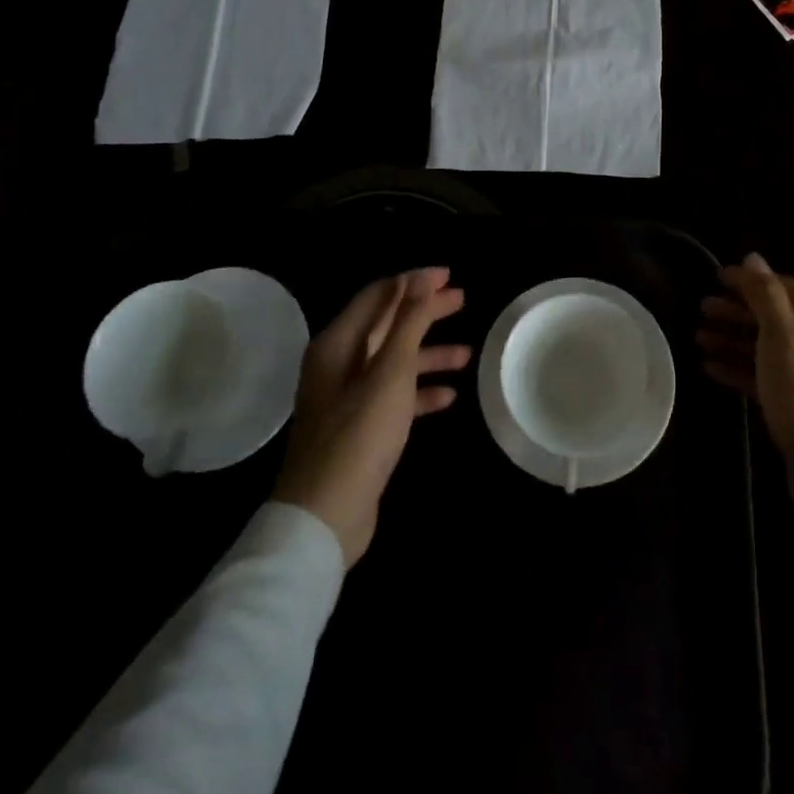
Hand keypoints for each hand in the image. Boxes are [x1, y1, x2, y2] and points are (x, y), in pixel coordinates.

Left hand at [273, 268, 470, 566]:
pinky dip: (419, 392)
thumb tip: (420, 277)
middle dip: (424, 313)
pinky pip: (393, 397)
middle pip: (387, 325)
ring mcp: (347, 398)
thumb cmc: (359, 433)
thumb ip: (407, 322)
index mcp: (338, 343)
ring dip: (428, 355)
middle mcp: (338, 364)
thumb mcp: (390, 371)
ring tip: (467, 354)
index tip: (448, 276)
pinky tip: (449, 397)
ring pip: (394, 363)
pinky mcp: (359, 428)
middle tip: (462, 301)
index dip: (413, 282)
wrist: (325, 516)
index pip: (379, 296)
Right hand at [698, 254, 793, 538]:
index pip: (788, 289)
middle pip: (777, 318)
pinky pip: (767, 378)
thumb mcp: (785, 342)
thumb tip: (753, 257)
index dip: (751, 281)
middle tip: (701, 309)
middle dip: (739, 311)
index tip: (715, 279)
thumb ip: (767, 297)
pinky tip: (711, 369)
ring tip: (698, 338)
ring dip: (734, 340)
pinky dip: (741, 369)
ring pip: (769, 349)